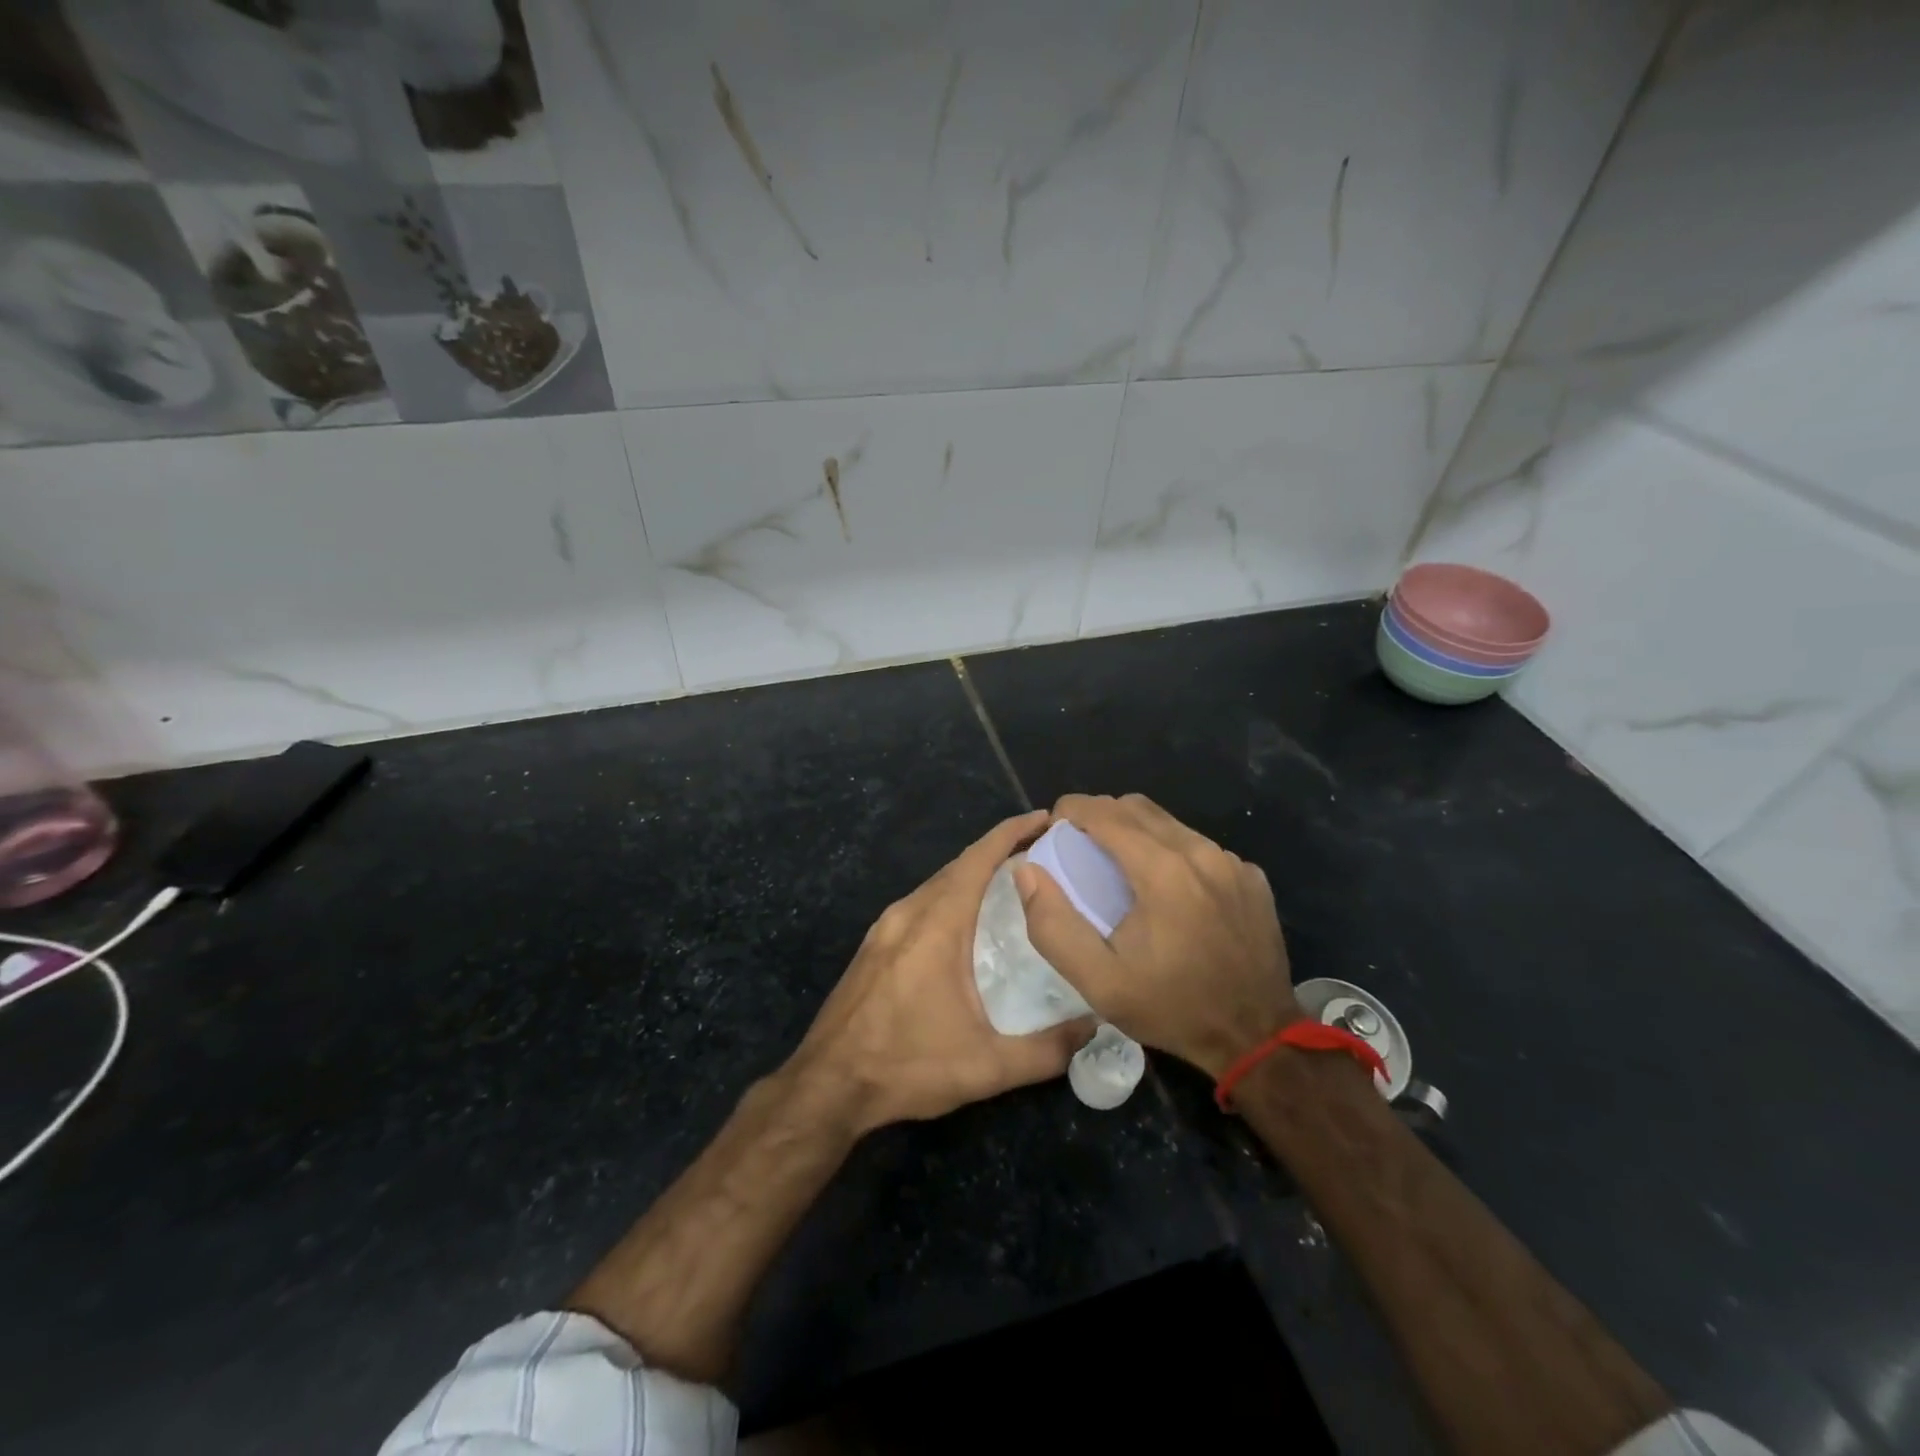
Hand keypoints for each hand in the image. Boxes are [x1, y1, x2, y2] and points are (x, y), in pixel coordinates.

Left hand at [789, 809, 1094, 1133]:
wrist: (828, 1085)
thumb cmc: (907, 1065)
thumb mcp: (986, 1067)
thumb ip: (1047, 1050)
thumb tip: (1094, 1027)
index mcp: (935, 924)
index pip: (977, 859)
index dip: (1011, 833)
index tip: (1045, 819)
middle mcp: (908, 913)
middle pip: (958, 866)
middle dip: (999, 852)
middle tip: (1043, 856)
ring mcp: (884, 928)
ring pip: (936, 885)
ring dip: (973, 876)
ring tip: (1013, 885)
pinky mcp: (873, 946)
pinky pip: (920, 905)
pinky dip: (950, 897)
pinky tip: (968, 923)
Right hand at [1014, 793, 1296, 1078]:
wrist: (1255, 1037)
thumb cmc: (1171, 1008)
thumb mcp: (1098, 981)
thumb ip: (1052, 924)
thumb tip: (1026, 870)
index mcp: (1162, 871)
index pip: (1105, 812)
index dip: (1072, 810)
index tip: (1054, 827)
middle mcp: (1200, 853)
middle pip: (1137, 808)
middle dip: (1101, 816)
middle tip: (1080, 846)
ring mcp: (1232, 863)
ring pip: (1170, 823)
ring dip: (1137, 832)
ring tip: (1120, 866)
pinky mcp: (1251, 877)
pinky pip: (1200, 847)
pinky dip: (1174, 853)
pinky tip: (1169, 892)